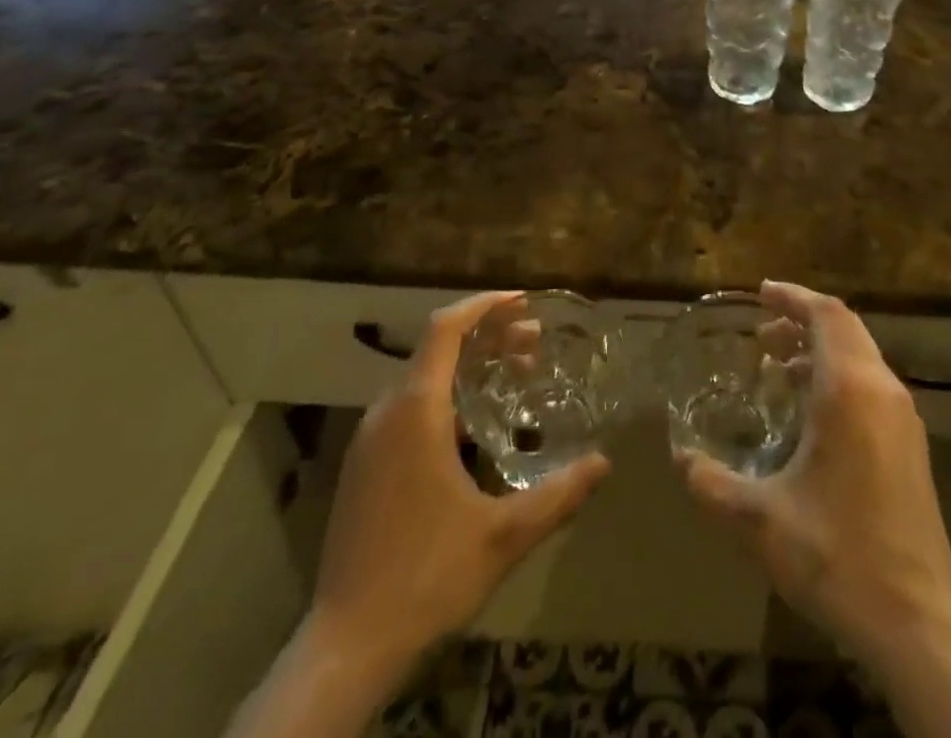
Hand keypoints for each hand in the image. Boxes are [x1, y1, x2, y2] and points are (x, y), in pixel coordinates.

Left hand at [307, 292, 609, 680]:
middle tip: (535, 342)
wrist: (346, 648)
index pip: (445, 329)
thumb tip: (604, 463)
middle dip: (488, 337)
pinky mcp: (363, 468)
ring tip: (514, 376)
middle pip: (437, 350)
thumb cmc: (427, 576)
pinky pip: (408, 407)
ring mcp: (368, 441)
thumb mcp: (504, 535)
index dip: (484, 306)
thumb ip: (559, 494)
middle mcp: (386, 413)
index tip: (523, 302)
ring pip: (422, 379)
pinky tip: (476, 426)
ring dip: (468, 367)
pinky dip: (447, 396)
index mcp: (416, 411)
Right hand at [675, 281, 950, 671]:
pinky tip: (810, 413)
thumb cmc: (837, 557)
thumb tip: (680, 460)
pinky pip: (871, 385)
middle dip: (803, 320)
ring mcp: (903, 417)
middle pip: (845, 327)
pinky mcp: (910, 444)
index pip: (826, 314)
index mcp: (850, 390)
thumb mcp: (761, 522)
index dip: (793, 297)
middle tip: (762, 332)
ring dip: (820, 350)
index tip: (762, 292)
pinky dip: (838, 376)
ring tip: (777, 369)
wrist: (917, 622)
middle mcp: (882, 390)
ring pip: (861, 355)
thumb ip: (713, 485)